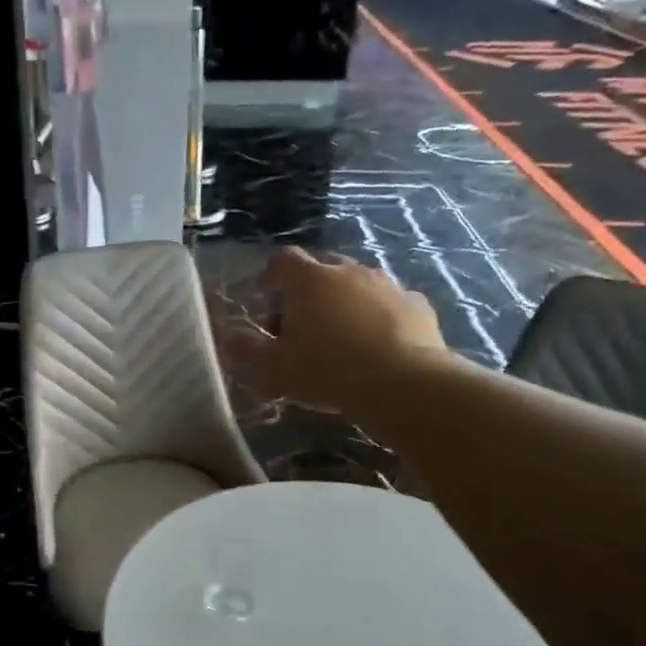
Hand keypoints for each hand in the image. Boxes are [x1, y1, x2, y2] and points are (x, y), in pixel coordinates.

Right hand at [220, 248, 449, 412]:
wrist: (405, 384)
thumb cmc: (328, 371)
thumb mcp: (274, 369)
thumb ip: (246, 350)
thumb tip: (228, 337)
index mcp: (310, 280)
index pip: (282, 260)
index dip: (269, 277)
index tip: (263, 298)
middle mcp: (349, 271)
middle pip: (320, 269)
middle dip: (306, 291)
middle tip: (299, 326)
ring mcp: (387, 284)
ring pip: (357, 285)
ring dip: (343, 303)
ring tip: (338, 338)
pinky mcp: (416, 304)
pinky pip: (388, 304)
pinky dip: (376, 317)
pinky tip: (375, 346)